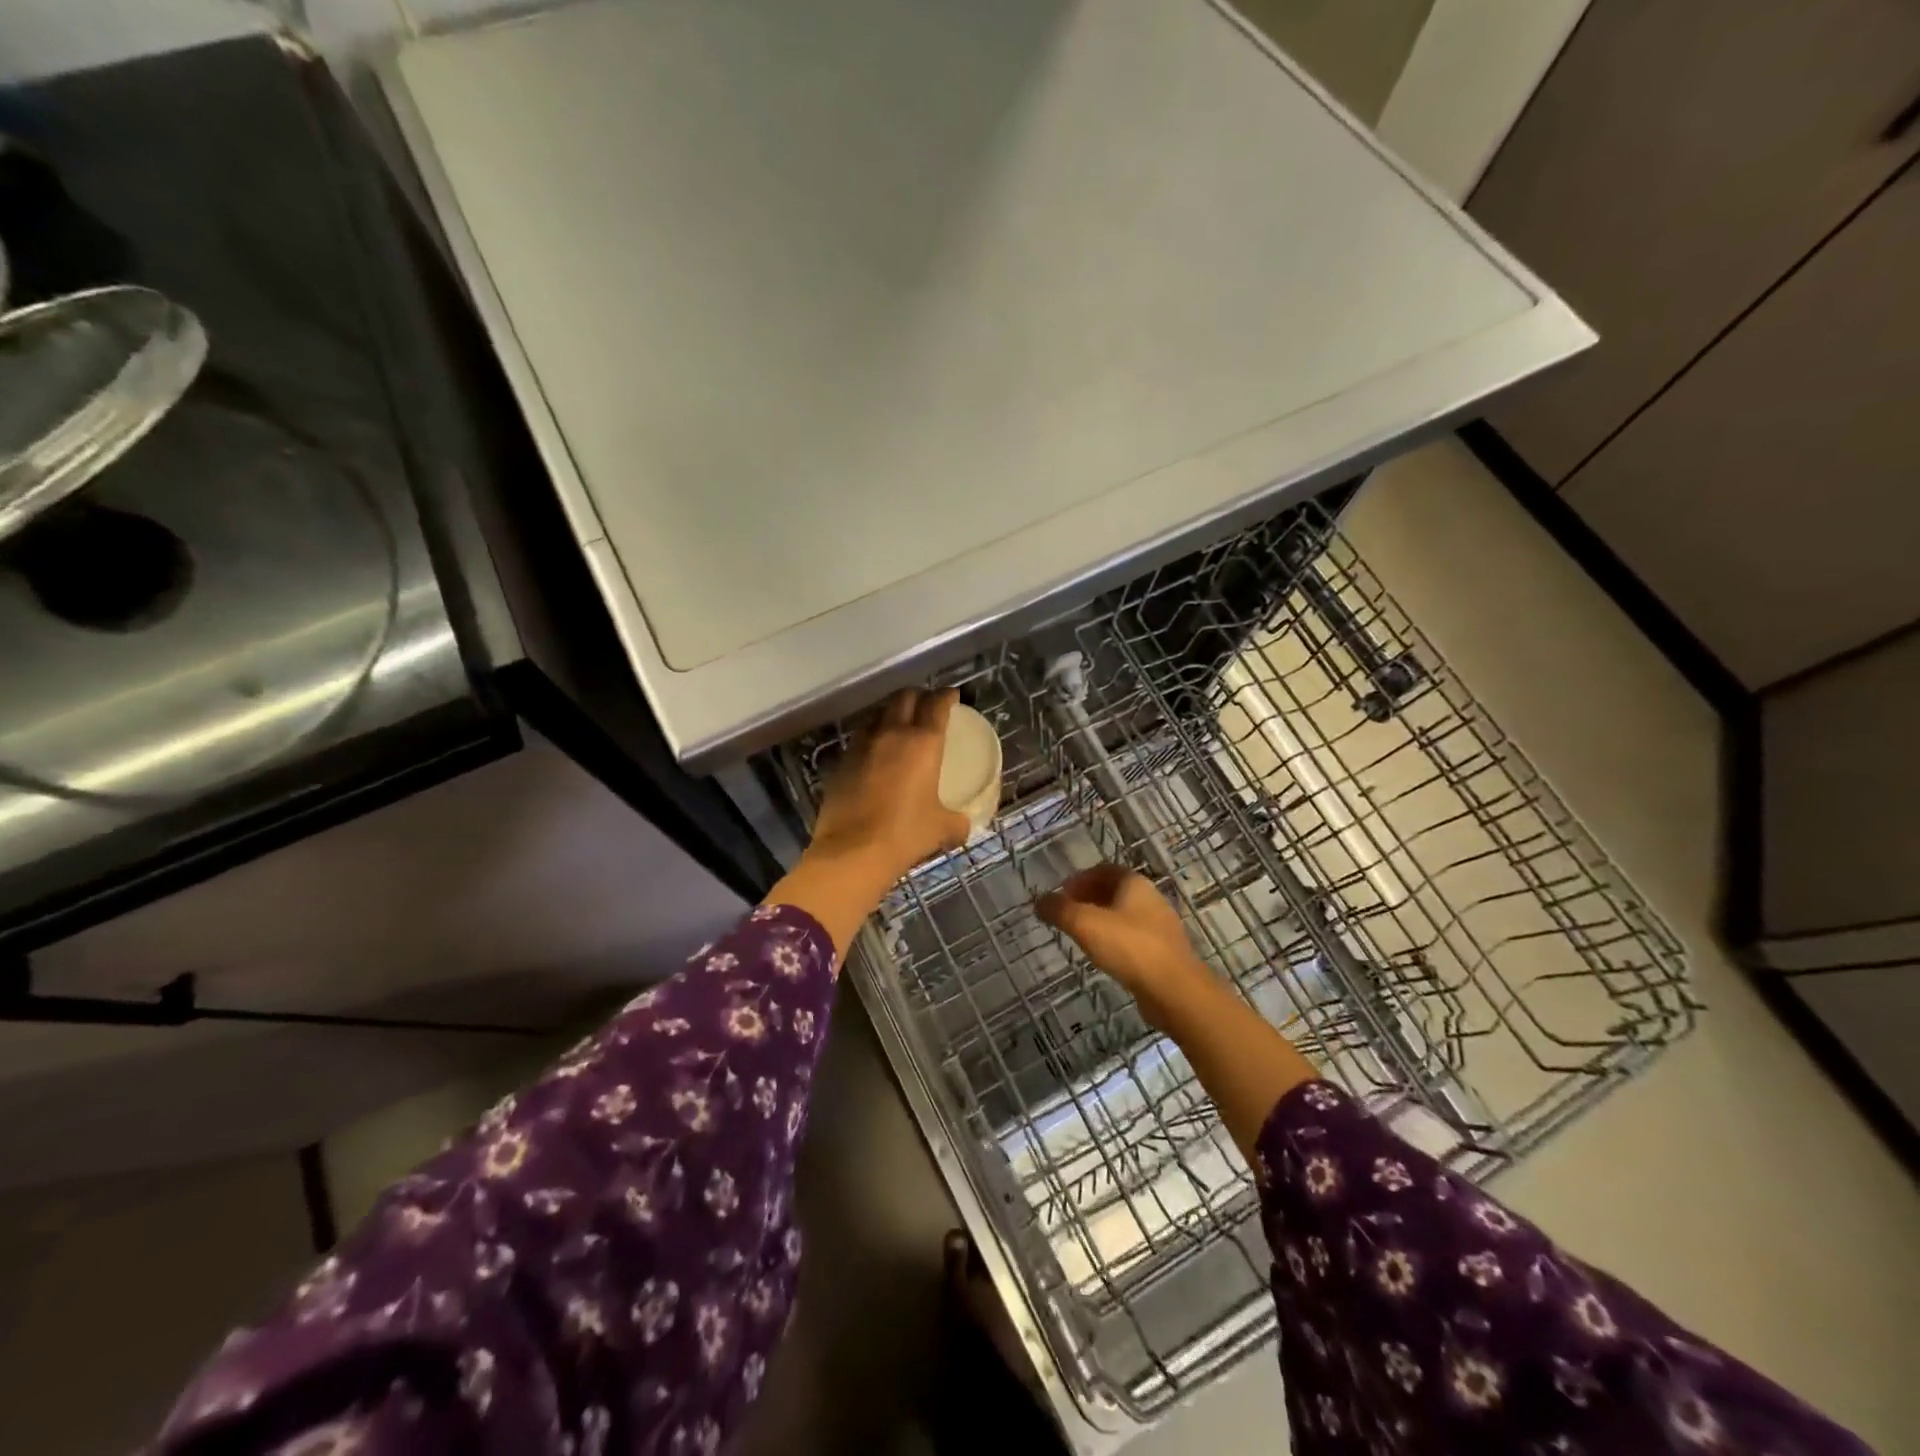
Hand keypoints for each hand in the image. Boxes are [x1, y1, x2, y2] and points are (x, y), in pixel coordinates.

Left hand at [807, 688, 971, 885]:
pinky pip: (859, 740)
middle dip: (917, 696)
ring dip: (890, 714)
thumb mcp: (941, 829)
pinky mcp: (840, 763)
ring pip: (877, 715)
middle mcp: (891, 734)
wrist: (852, 852)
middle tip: (926, 705)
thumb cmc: (905, 834)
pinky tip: (875, 755)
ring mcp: (861, 746)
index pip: (936, 704)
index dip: (946, 696)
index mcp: (922, 743)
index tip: (952, 696)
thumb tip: (963, 826)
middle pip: (903, 698)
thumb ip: (957, 822)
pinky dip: (871, 739)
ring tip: (898, 725)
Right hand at [1036, 865, 1213, 1025]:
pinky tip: (1104, 956)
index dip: (1079, 879)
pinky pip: (1133, 937)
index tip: (1060, 896)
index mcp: (1134, 883)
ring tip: (1080, 936)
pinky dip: (1114, 939)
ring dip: (1100, 920)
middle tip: (1066, 916)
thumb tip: (1040, 901)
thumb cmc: (1129, 948)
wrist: (1174, 990)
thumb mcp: (1085, 924)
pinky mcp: (1163, 951)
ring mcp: (1160, 926)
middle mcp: (1150, 898)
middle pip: (1114, 891)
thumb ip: (1059, 910)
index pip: (1103, 870)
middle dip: (1087, 899)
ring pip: (1124, 915)